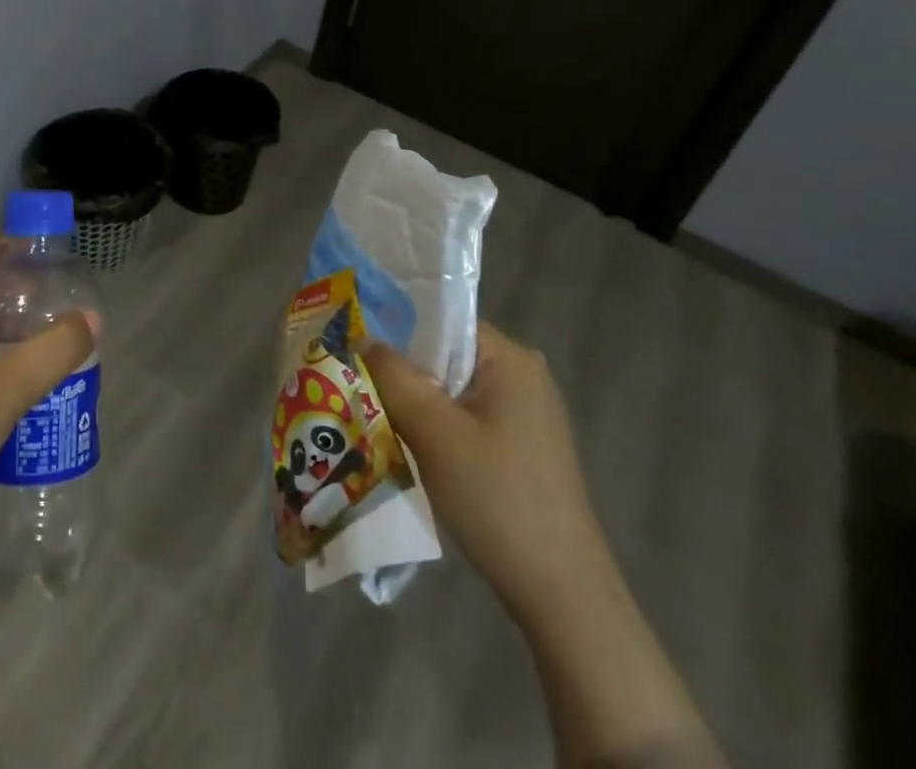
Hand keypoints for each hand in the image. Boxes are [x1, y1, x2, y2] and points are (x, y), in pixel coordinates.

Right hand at [364, 323, 613, 624]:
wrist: (561, 594)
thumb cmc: (497, 497)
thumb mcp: (434, 431)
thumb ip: (394, 376)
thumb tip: (362, 339)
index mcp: (510, 358)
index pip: (441, 321)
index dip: (396, 330)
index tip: (355, 346)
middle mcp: (522, 375)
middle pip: (445, 356)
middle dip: (402, 371)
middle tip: (356, 382)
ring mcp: (525, 414)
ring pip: (452, 391)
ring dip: (416, 403)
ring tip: (373, 413)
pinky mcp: (521, 447)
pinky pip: (466, 418)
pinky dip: (436, 427)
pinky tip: (408, 447)